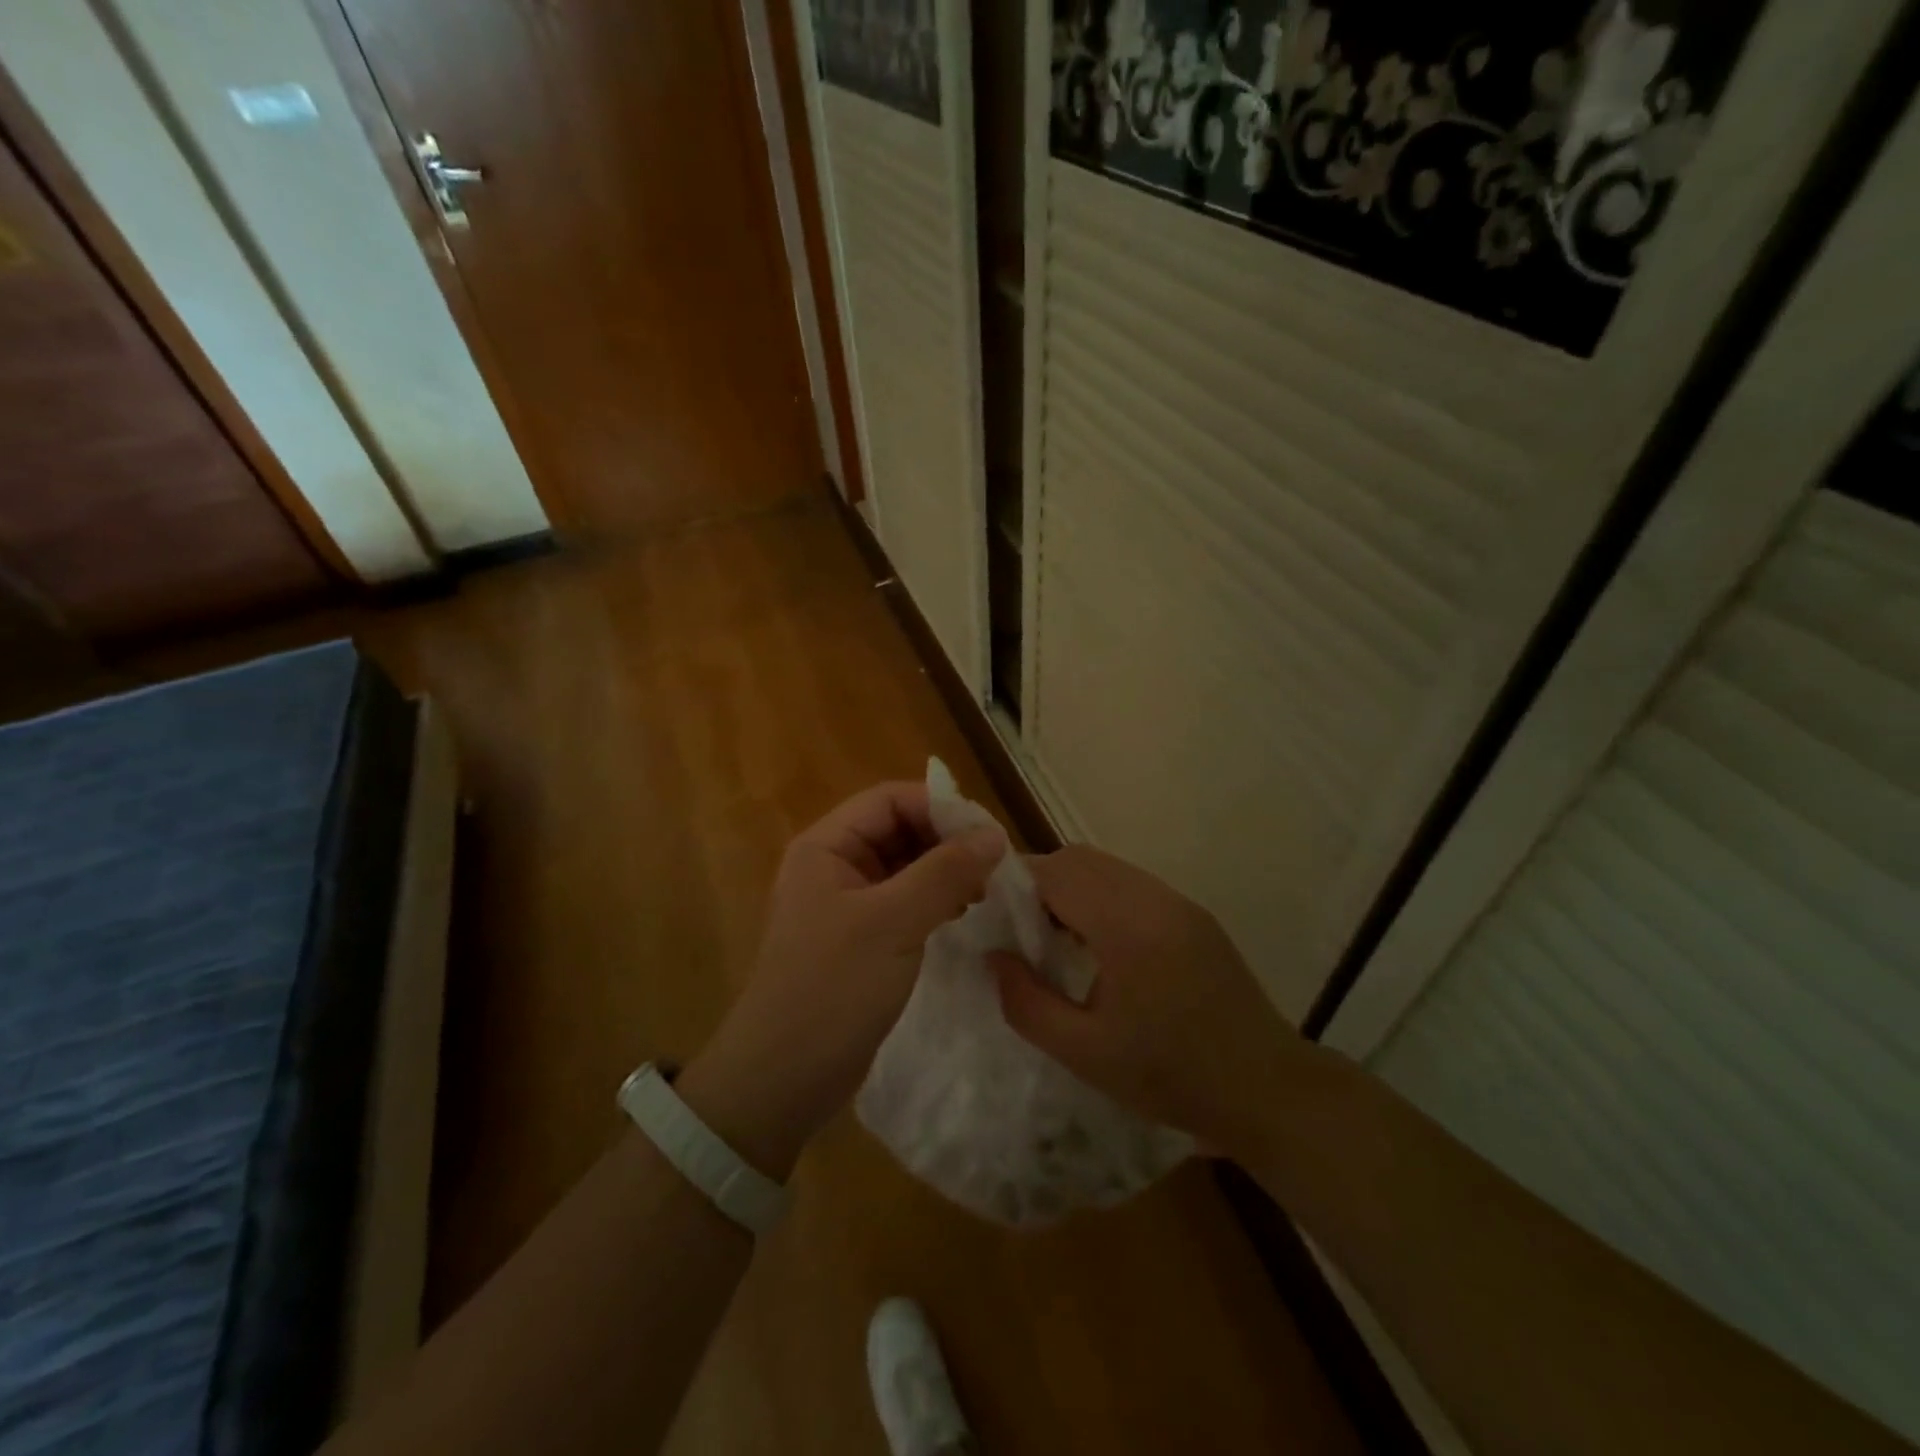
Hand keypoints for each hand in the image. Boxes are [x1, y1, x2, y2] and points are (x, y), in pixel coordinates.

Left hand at [678, 782, 1004, 1178]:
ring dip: (945, 871)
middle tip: (994, 867)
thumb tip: (994, 834)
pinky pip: (904, 901)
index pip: (890, 800)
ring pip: (905, 866)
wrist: (783, 1078)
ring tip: (985, 892)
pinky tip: (963, 914)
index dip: (940, 808)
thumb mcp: (893, 923)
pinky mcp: (861, 939)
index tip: (988, 834)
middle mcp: (834, 865)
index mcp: (827, 846)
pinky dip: (935, 900)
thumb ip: (945, 873)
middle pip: (899, 830)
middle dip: (946, 841)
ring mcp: (847, 904)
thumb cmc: (832, 989)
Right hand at [988, 845, 1303, 1159]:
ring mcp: (1179, 902)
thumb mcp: (1084, 1053)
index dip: (1016, 885)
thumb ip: (1026, 1003)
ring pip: (1107, 867)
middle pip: (1080, 859)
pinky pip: (1132, 885)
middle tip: (1021, 931)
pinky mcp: (1193, 914)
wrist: (1265, 1089)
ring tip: (1055, 938)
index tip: (995, 918)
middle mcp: (1154, 898)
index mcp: (1127, 926)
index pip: (1056, 871)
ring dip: (1072, 889)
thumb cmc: (1170, 1076)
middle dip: (1041, 883)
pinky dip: (1101, 898)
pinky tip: (1099, 945)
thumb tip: (993, 957)